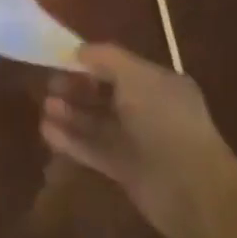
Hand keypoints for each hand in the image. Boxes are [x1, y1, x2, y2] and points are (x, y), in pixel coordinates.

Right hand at [40, 44, 235, 237]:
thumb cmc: (165, 122)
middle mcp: (150, 111)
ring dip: (70, 114)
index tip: (61, 61)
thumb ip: (106, 58)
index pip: (120, 68)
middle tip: (50, 87)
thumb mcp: (136, 77)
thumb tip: (79, 50)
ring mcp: (138, 142)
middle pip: (105, 95)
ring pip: (97, 123)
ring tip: (46, 108)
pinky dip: (71, 140)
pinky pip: (93, 149)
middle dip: (77, 89)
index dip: (91, 63)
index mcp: (160, 86)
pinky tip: (47, 132)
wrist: (190, 187)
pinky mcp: (125, 169)